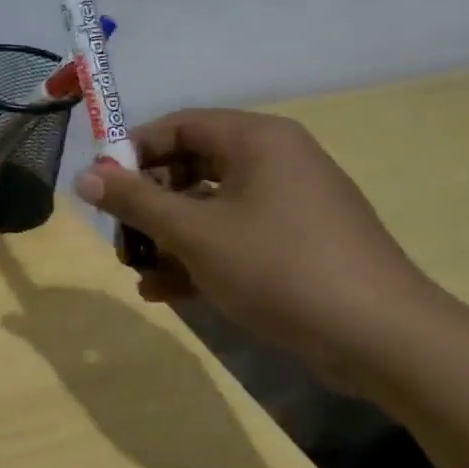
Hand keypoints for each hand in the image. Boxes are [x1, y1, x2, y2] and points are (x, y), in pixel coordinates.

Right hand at [74, 110, 442, 389]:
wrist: (385, 341)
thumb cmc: (279, 267)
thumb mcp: (193, 232)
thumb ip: (133, 200)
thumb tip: (82, 176)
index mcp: (256, 140)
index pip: (177, 125)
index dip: (131, 153)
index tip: (100, 187)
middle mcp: (275, 161)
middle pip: (189, 166)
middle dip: (147, 204)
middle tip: (119, 235)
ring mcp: (289, 203)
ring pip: (208, 206)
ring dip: (167, 237)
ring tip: (138, 272)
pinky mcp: (297, 242)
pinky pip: (233, 234)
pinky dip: (199, 256)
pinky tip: (167, 291)